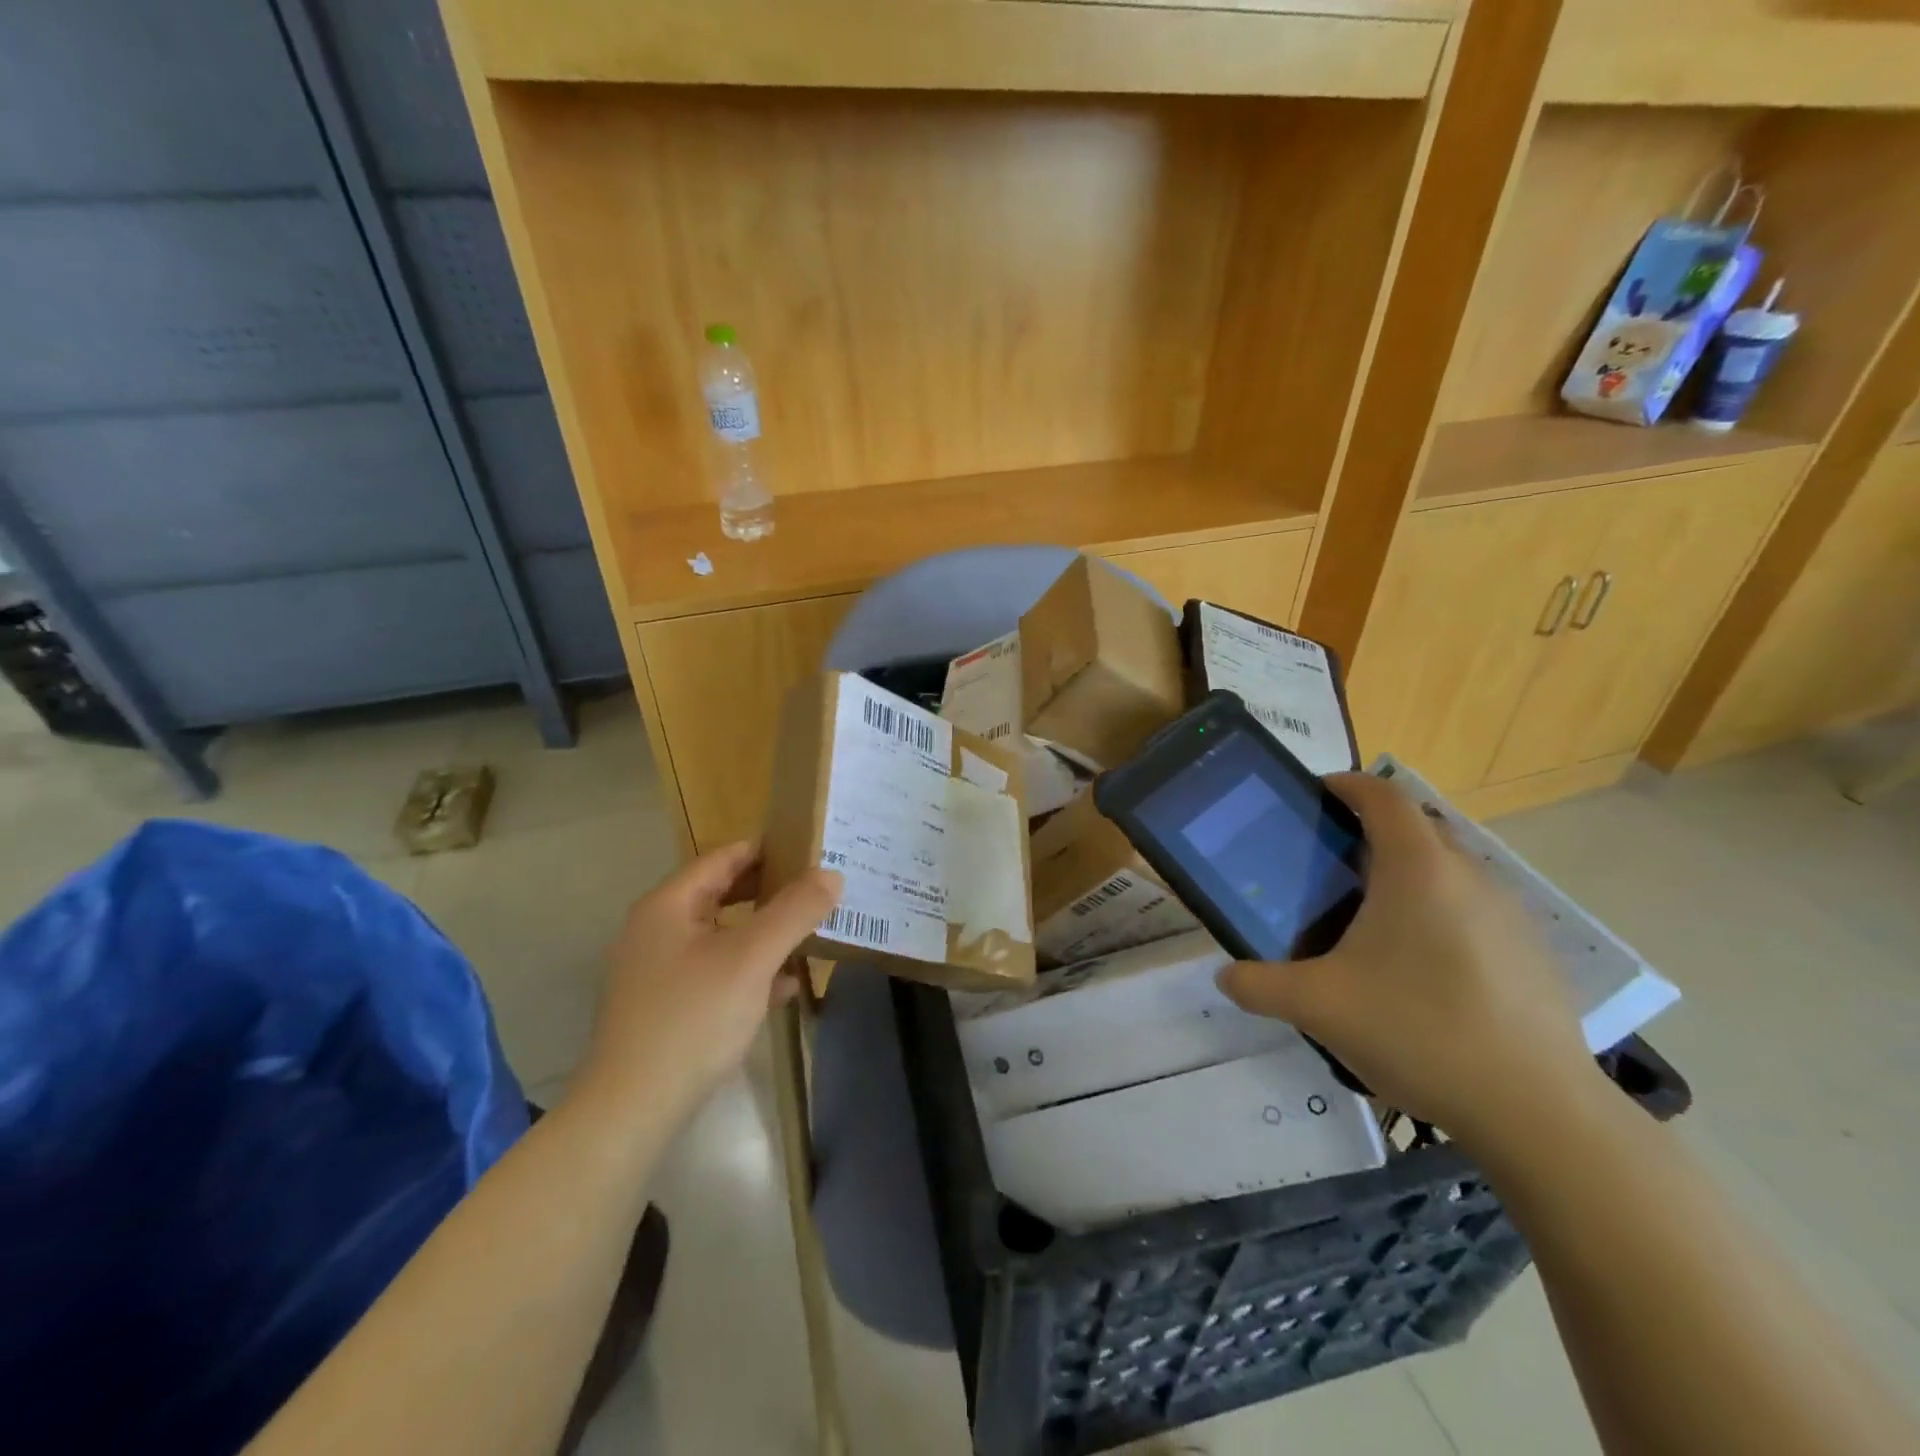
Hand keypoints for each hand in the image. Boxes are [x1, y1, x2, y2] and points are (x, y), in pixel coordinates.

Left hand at [577, 842, 841, 1119]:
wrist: (632, 1109)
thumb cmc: (692, 1018)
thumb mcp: (752, 958)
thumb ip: (794, 911)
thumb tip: (832, 874)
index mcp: (668, 906)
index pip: (722, 858)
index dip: (766, 849)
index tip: (808, 848)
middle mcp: (657, 930)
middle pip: (721, 895)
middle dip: (770, 892)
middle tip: (816, 889)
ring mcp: (657, 972)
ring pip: (721, 936)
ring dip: (763, 933)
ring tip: (810, 933)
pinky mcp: (665, 1008)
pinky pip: (715, 972)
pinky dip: (749, 970)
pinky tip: (784, 987)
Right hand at [1217, 773, 1598, 1154]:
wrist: (1537, 1111)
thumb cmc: (1418, 1031)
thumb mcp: (1317, 1006)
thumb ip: (1258, 984)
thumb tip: (1225, 977)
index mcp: (1417, 868)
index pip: (1383, 795)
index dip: (1347, 784)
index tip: (1315, 796)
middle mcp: (1468, 875)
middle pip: (1418, 826)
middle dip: (1373, 830)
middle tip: (1330, 863)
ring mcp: (1510, 913)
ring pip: (1450, 868)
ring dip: (1410, 872)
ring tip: (1371, 916)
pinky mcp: (1533, 952)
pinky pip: (1476, 907)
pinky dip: (1442, 911)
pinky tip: (1422, 967)